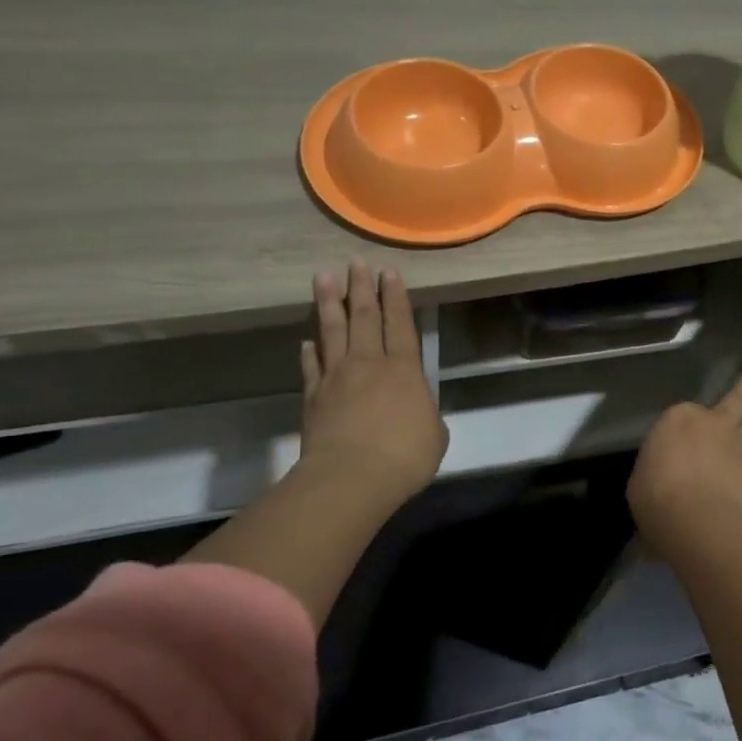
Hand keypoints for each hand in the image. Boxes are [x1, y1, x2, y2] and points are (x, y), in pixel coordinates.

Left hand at [296, 260, 447, 509]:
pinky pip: (312, 367)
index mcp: (404, 369)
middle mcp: (369, 363)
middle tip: (356, 262)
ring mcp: (337, 378)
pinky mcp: (314, 397)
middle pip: (363, 317)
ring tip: (324, 278)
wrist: (351, 478)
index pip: (399, 323)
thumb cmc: (404, 456)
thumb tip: (417, 407)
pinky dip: (310, 352)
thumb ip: (425, 412)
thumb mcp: (434, 434)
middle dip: (361, 288)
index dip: (395, 297)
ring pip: (333, 332)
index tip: (389, 272)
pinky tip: (307, 341)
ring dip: (329, 303)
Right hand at [627, 371, 741, 545]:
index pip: (683, 413)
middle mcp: (712, 422)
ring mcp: (738, 445)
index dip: (684, 425)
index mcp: (678, 418)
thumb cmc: (657, 497)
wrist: (701, 522)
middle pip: (734, 399)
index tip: (679, 436)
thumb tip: (666, 471)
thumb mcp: (642, 478)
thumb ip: (659, 466)